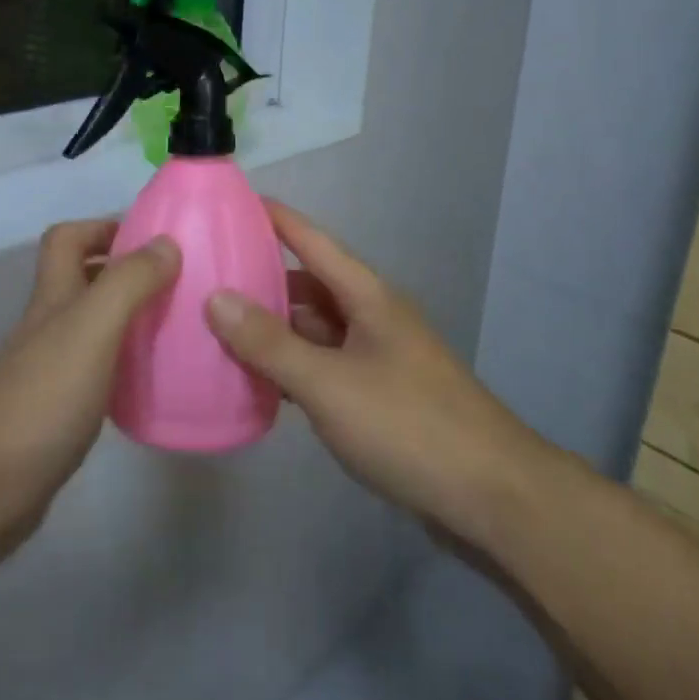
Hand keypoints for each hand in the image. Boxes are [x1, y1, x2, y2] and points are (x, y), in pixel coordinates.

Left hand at [0, 222, 179, 573]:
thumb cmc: (43, 398)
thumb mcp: (93, 328)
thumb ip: (129, 282)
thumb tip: (168, 243)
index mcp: (52, 297)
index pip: (66, 238)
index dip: (102, 227)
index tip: (152, 239)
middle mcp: (49, 325)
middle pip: (82, 278)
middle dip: (125, 271)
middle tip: (176, 283)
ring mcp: (50, 368)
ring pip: (93, 324)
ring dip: (130, 317)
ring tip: (175, 325)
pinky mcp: (58, 409)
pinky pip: (99, 368)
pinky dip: (125, 362)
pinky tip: (151, 378)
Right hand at [205, 201, 542, 547]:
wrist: (493, 497)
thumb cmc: (408, 425)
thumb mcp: (329, 383)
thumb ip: (270, 343)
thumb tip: (214, 297)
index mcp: (366, 295)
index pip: (311, 240)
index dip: (273, 218)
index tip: (230, 202)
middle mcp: (372, 316)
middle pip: (308, 285)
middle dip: (261, 281)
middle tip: (205, 281)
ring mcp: (377, 356)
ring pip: (315, 328)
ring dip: (274, 329)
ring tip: (218, 331)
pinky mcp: (379, 394)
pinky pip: (324, 365)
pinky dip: (292, 366)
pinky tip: (259, 381)